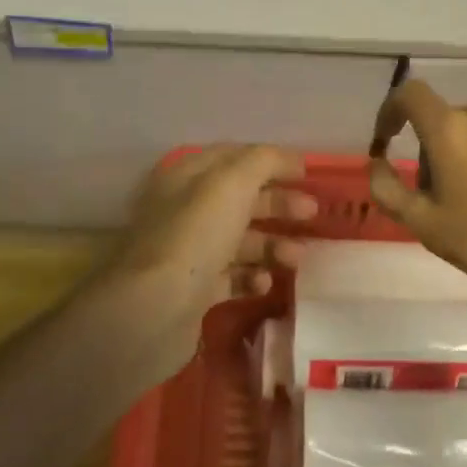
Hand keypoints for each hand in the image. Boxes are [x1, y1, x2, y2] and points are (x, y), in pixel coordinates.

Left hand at [103, 145, 317, 355]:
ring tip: (295, 257)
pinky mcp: (193, 290)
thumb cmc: (195, 235)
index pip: (233, 158)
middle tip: (311, 214)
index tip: (307, 173)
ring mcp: (188, 252)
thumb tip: (290, 157)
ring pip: (239, 240)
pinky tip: (264, 283)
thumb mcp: (232, 183)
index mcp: (186, 177)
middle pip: (240, 200)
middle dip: (278, 204)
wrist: (155, 309)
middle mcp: (184, 210)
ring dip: (272, 244)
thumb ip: (264, 162)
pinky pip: (231, 277)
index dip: (271, 161)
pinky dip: (252, 277)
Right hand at [368, 81, 466, 295]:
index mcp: (449, 127)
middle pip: (441, 120)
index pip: (409, 93)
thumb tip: (376, 164)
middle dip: (430, 151)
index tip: (386, 142)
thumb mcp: (423, 223)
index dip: (389, 112)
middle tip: (436, 197)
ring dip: (461, 153)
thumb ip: (387, 189)